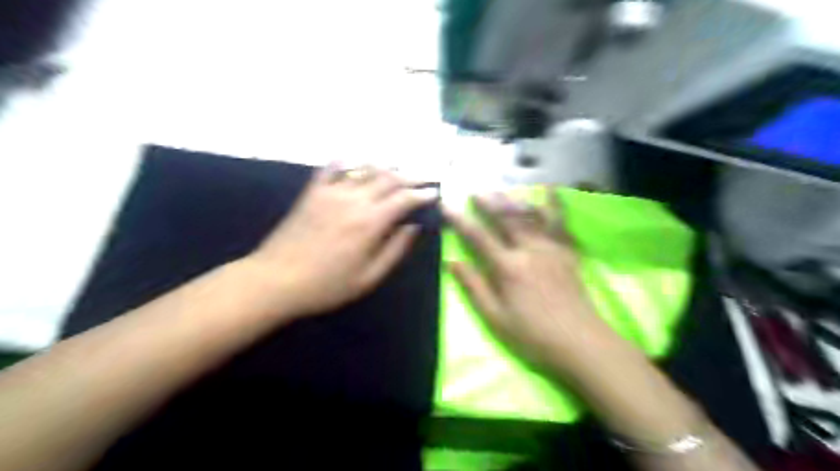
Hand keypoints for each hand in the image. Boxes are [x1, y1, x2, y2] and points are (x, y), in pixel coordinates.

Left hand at [247, 166, 436, 319]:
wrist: (275, 280)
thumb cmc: (326, 286)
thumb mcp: (368, 278)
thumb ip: (394, 250)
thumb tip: (413, 228)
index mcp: (370, 222)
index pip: (404, 198)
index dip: (422, 194)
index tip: (434, 193)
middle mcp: (354, 199)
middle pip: (388, 179)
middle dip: (410, 177)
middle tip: (422, 179)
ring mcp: (331, 192)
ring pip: (364, 170)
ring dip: (385, 168)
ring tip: (397, 171)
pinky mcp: (312, 193)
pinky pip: (332, 169)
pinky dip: (346, 162)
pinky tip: (353, 161)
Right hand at [446, 190, 621, 373]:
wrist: (581, 343)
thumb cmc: (533, 335)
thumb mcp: (495, 317)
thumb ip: (474, 287)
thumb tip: (451, 262)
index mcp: (509, 267)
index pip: (479, 237)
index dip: (460, 221)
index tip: (447, 205)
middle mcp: (530, 250)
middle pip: (506, 219)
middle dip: (489, 203)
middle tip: (476, 191)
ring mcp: (552, 248)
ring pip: (531, 216)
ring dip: (514, 200)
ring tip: (503, 189)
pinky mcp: (568, 252)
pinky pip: (561, 222)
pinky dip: (555, 204)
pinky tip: (550, 191)